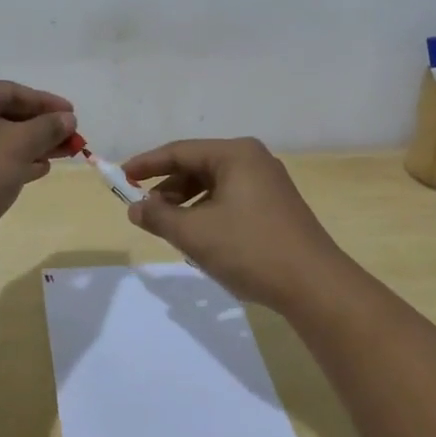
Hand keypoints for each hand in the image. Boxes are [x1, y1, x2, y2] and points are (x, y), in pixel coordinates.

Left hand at [0, 81, 75, 243]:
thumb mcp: (19, 145)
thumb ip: (47, 127)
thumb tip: (67, 119)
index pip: (9, 91)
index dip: (46, 102)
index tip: (72, 114)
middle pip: (1, 115)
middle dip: (39, 128)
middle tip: (69, 139)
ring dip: (28, 146)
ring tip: (59, 156)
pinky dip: (9, 162)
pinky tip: (35, 171)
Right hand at [121, 138, 349, 309]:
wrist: (314, 285)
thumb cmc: (250, 249)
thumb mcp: (195, 233)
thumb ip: (159, 217)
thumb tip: (136, 208)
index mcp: (236, 154)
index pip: (180, 151)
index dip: (147, 164)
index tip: (121, 177)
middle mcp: (253, 160)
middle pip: (198, 167)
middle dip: (168, 189)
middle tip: (144, 211)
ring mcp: (268, 184)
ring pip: (214, 186)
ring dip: (187, 204)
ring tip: (169, 229)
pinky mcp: (275, 207)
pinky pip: (231, 200)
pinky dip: (208, 213)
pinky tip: (200, 238)